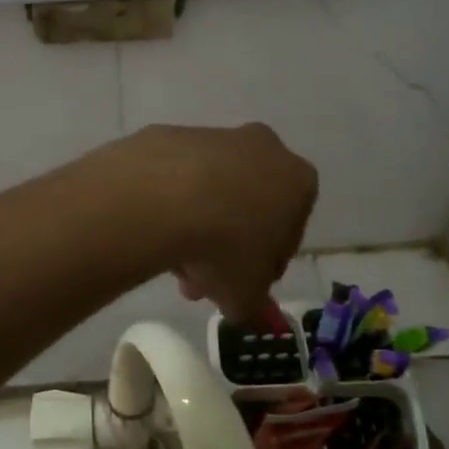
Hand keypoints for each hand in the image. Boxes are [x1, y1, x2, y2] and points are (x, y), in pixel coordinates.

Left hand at [128, 124, 315, 325]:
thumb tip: (251, 314)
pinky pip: (175, 178)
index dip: (265, 265)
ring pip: (211, 191)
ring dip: (196, 227)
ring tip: (171, 264)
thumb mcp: (246, 294)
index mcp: (297, 181)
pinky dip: (168, 202)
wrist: (160, 198)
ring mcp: (214, 137)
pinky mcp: (171, 135)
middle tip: (199, 283)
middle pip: (248, 206)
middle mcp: (262, 148)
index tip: (241, 287)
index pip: (290, 230)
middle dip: (226, 248)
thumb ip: (254, 306)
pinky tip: (152, 230)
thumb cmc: (224, 248)